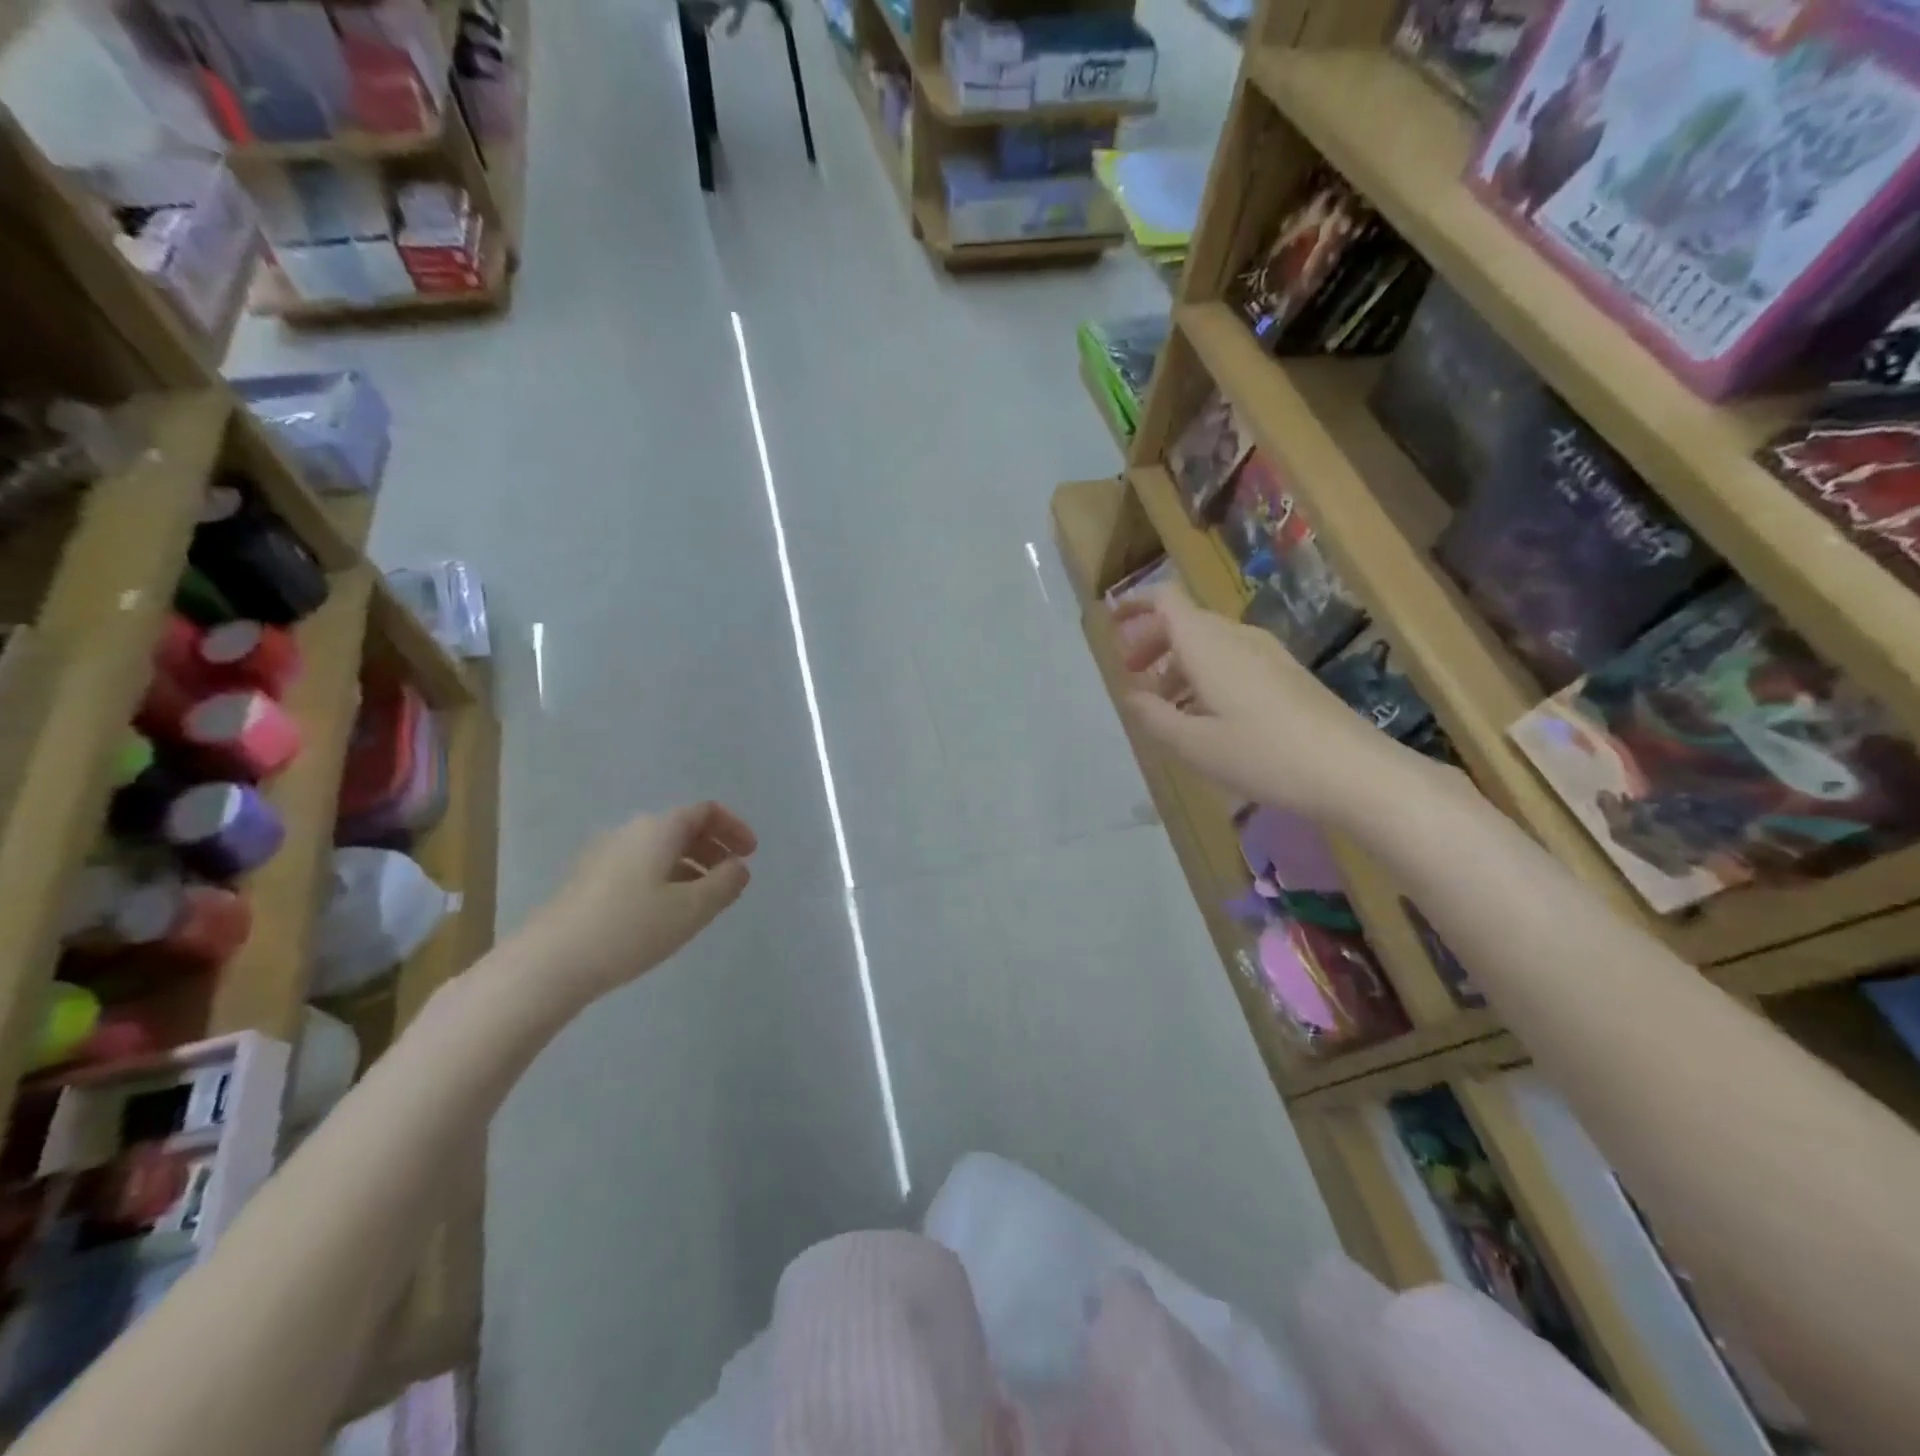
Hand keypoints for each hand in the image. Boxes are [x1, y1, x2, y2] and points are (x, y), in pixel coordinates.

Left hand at [520, 802, 756, 1003]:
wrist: (549, 963)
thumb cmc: (631, 929)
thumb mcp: (692, 909)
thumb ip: (725, 884)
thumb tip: (738, 867)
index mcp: (659, 828)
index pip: (706, 811)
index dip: (734, 828)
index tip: (751, 854)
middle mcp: (630, 831)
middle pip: (682, 827)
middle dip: (713, 848)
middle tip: (731, 878)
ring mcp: (604, 854)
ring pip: (659, 849)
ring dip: (689, 866)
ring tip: (702, 901)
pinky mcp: (587, 880)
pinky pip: (639, 866)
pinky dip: (664, 878)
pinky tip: (664, 913)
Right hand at [1113, 585, 1400, 818]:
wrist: (1352, 770)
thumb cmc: (1262, 754)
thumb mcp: (1193, 744)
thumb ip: (1154, 716)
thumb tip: (1132, 696)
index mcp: (1207, 643)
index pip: (1165, 600)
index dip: (1134, 604)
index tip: (1110, 623)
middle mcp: (1236, 637)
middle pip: (1185, 621)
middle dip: (1151, 641)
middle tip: (1131, 674)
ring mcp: (1266, 654)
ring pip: (1209, 643)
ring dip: (1178, 664)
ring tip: (1163, 705)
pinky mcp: (1285, 674)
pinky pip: (1231, 660)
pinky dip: (1204, 676)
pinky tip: (1204, 715)